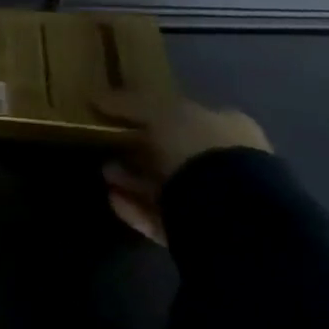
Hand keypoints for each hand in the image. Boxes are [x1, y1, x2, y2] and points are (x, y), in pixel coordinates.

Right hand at [93, 90, 272, 244]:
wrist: (232, 214)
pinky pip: (161, 215)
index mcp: (227, 129)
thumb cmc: (200, 150)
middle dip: (138, 150)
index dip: (150, 114)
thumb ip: (130, 102)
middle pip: (174, 153)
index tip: (117, 116)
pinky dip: (135, 206)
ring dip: (133, 178)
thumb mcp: (160, 111)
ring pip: (166, 185)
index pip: (184, 116)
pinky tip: (113, 198)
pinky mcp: (203, 232)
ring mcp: (219, 201)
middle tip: (106, 145)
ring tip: (105, 173)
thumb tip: (97, 96)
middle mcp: (228, 164)